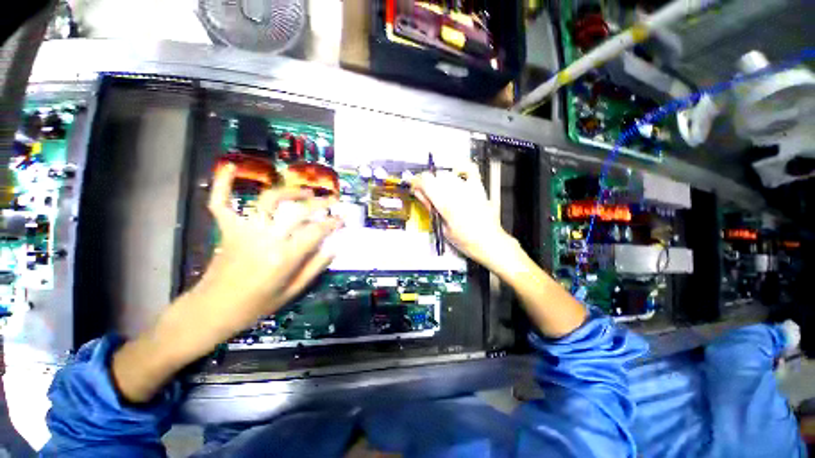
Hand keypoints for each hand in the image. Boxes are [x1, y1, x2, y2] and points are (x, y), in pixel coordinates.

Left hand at [194, 163, 343, 339]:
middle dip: (321, 203)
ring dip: (291, 191)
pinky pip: (222, 202)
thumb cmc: (255, 305)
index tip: (342, 218)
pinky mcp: (228, 229)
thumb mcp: (293, 291)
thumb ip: (316, 267)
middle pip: (298, 211)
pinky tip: (230, 166)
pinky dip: (223, 183)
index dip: (333, 222)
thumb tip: (334, 247)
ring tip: (306, 191)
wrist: (212, 310)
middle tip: (333, 200)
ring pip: (270, 200)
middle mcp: (266, 239)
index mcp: (284, 257)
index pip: (316, 231)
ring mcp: (244, 230)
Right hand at [412, 162, 518, 271]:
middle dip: (426, 183)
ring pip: (447, 174)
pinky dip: (461, 168)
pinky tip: (455, 174)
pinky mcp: (478, 187)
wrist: (488, 242)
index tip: (413, 186)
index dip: (416, 181)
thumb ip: (430, 207)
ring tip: (440, 192)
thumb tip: (418, 193)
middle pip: (435, 176)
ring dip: (439, 181)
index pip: (426, 181)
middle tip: (425, 194)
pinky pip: (470, 169)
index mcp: (445, 203)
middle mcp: (456, 192)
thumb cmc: (464, 240)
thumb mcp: (442, 226)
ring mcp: (469, 188)